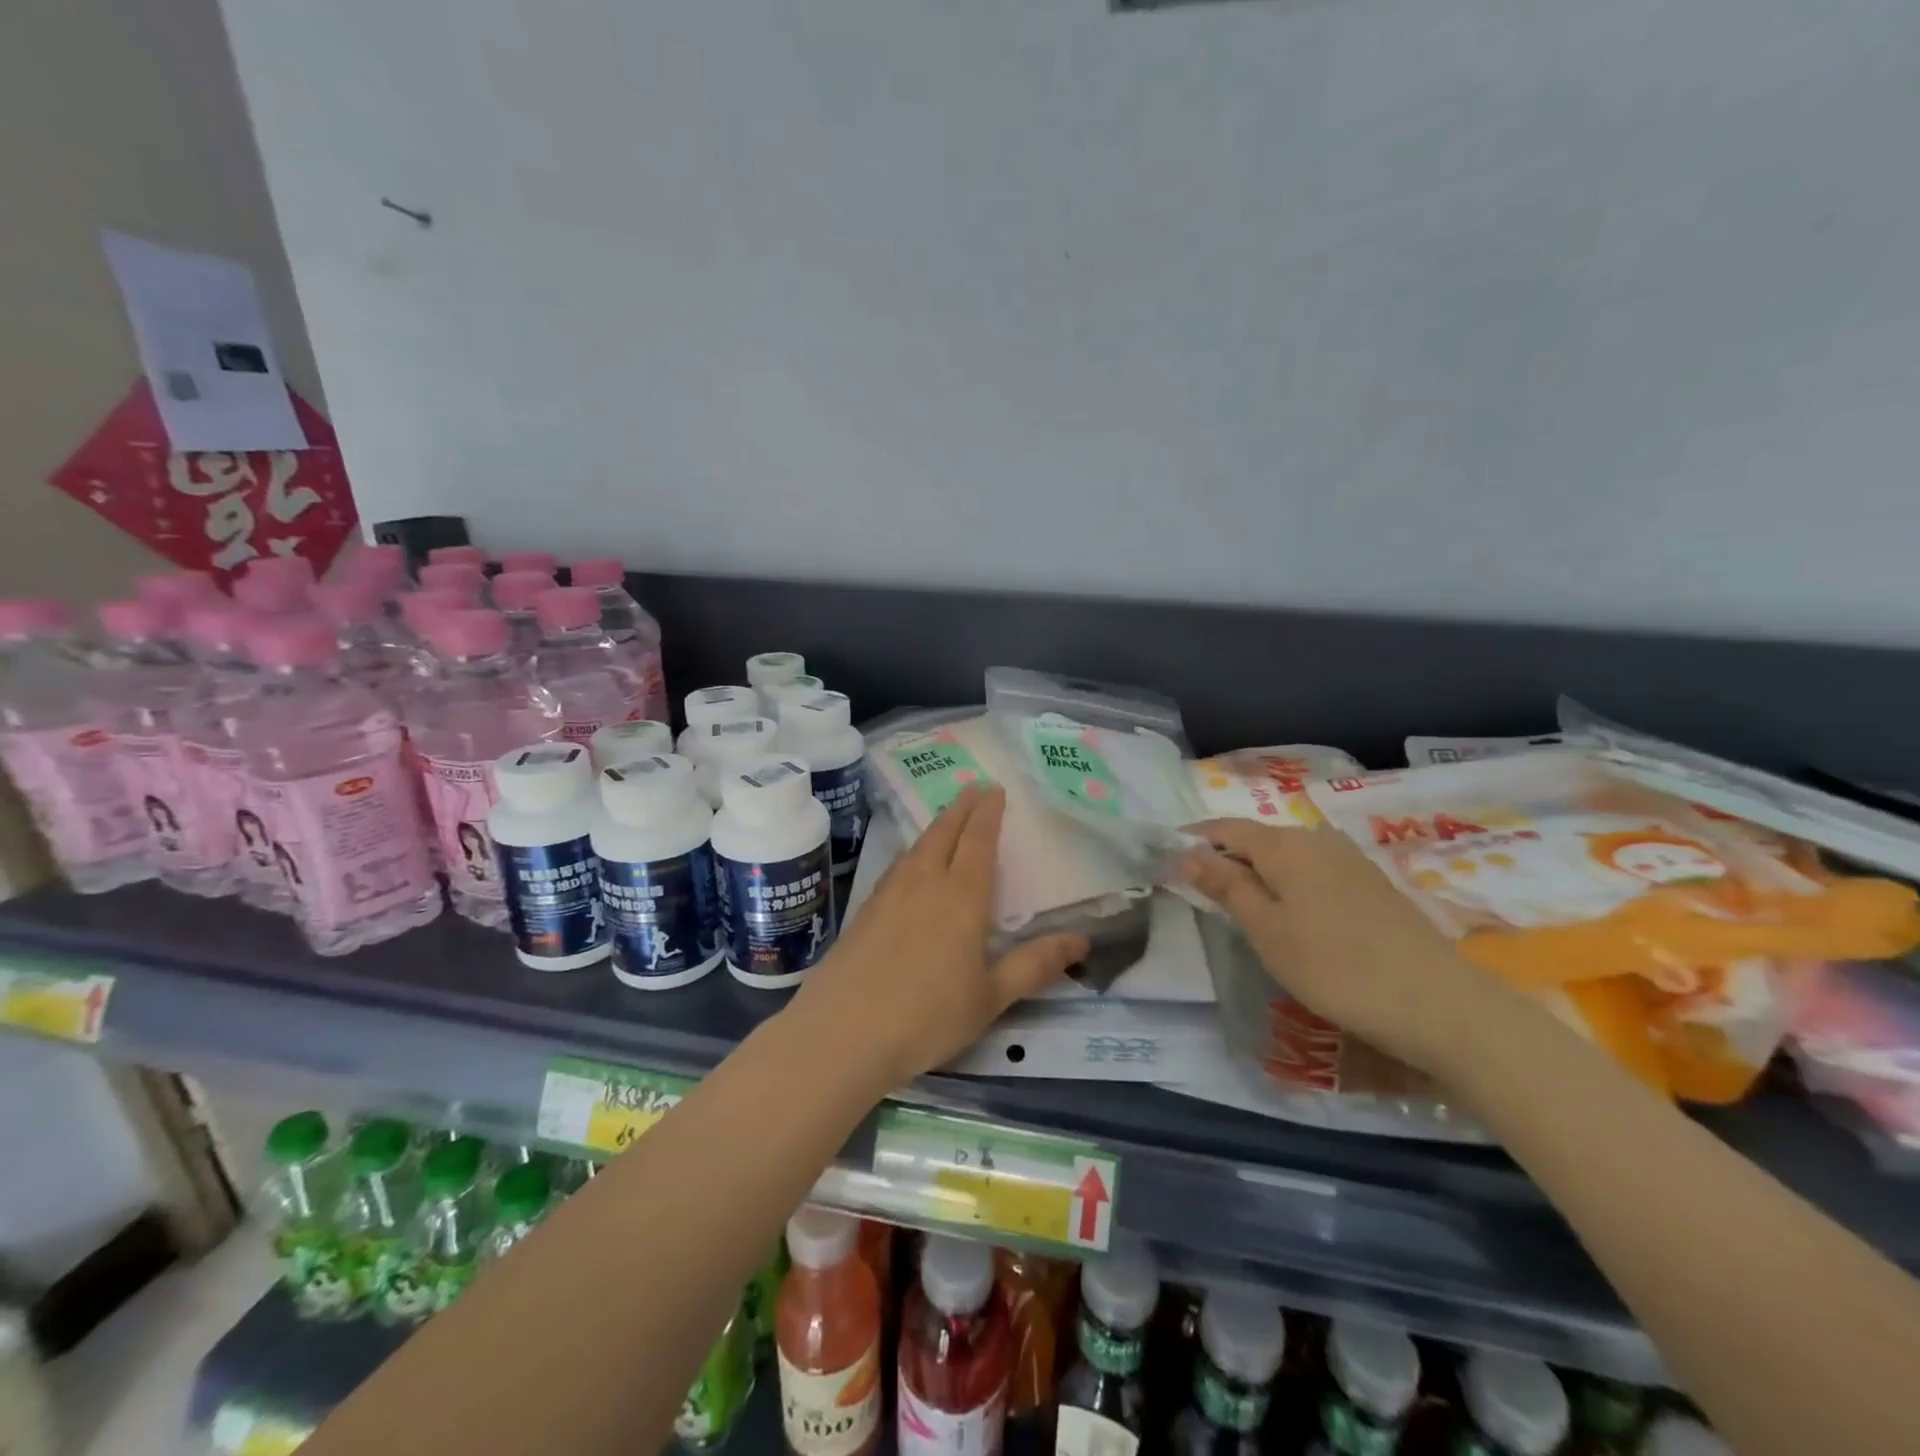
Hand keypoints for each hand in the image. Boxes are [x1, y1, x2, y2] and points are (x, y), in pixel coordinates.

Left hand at [788, 787, 1087, 1092]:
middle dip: (961, 808)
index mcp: (961, 896)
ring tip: (946, 819)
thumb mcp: (992, 997)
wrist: (843, 1033)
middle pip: (944, 832)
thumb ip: (1035, 965)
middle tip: (973, 789)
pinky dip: (913, 852)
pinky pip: (897, 866)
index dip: (988, 813)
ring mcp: (889, 893)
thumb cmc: (928, 1017)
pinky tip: (910, 865)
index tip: (995, 790)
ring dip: (936, 826)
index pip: (978, 840)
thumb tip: (1082, 939)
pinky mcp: (865, 910)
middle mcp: (924, 883)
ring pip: (917, 846)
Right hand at [1177, 819, 1515, 1077]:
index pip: (1226, 828)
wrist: (1436, 1003)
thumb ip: (1225, 886)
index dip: (1195, 839)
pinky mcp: (1373, 884)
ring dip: (1260, 872)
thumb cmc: (1334, 966)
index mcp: (1284, 845)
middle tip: (1202, 890)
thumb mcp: (1266, 930)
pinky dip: (1291, 884)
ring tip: (1244, 907)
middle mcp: (1317, 839)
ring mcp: (1350, 860)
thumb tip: (1186, 854)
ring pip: (1289, 856)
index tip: (1168, 858)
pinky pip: (1315, 871)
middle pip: (1259, 839)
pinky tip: (1294, 915)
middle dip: (1226, 857)